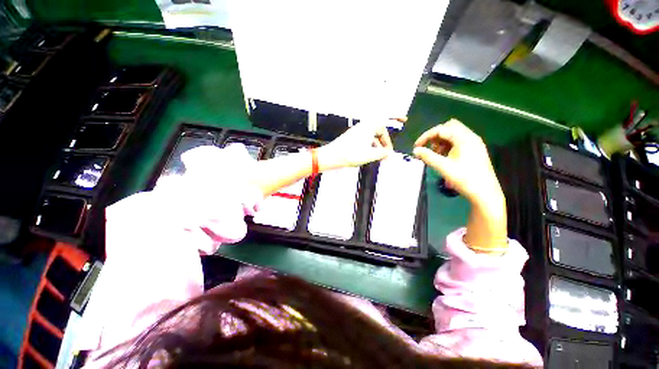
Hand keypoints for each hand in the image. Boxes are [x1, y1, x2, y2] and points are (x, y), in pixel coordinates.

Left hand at [317, 119, 395, 170]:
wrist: (332, 156)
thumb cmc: (351, 154)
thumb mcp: (370, 155)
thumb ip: (383, 154)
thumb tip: (391, 154)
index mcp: (369, 126)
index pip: (384, 127)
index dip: (390, 138)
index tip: (395, 140)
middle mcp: (363, 126)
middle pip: (378, 131)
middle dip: (384, 142)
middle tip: (386, 153)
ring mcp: (356, 131)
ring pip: (371, 136)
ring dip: (377, 145)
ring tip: (378, 157)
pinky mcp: (351, 137)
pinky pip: (365, 139)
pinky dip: (369, 146)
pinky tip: (369, 155)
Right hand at [412, 119, 503, 208]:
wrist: (485, 193)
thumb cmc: (464, 179)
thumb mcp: (443, 167)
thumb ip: (428, 156)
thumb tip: (415, 150)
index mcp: (464, 138)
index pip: (441, 129)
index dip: (426, 136)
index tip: (416, 146)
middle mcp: (470, 137)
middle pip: (449, 127)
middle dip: (435, 136)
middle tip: (427, 148)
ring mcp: (474, 144)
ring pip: (454, 134)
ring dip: (441, 141)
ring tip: (435, 154)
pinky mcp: (474, 151)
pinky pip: (458, 141)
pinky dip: (448, 145)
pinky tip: (444, 157)